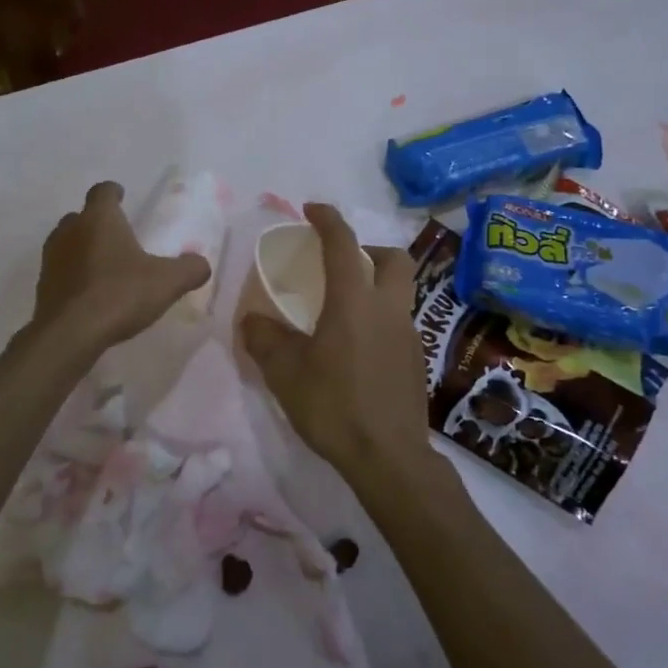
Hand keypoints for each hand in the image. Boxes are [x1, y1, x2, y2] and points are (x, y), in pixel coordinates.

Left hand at [31, 181, 209, 352]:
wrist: (70, 333)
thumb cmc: (120, 294)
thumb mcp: (168, 282)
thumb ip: (190, 269)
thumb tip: (201, 264)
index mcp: (99, 219)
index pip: (103, 191)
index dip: (113, 192)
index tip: (122, 196)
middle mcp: (70, 230)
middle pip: (81, 217)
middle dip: (97, 223)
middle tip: (118, 237)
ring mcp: (52, 258)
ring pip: (67, 243)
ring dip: (82, 249)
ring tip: (104, 266)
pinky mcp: (43, 286)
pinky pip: (61, 272)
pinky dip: (74, 276)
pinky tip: (89, 294)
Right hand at [241, 204, 432, 481]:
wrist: (389, 458)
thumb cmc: (334, 407)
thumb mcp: (285, 373)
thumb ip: (265, 339)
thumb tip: (251, 320)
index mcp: (355, 301)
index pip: (344, 244)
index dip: (328, 219)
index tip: (312, 209)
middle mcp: (388, 309)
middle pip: (393, 259)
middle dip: (368, 248)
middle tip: (341, 261)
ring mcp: (408, 335)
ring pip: (399, 292)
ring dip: (375, 285)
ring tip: (343, 309)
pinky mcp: (416, 361)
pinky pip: (398, 323)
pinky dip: (379, 318)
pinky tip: (356, 348)